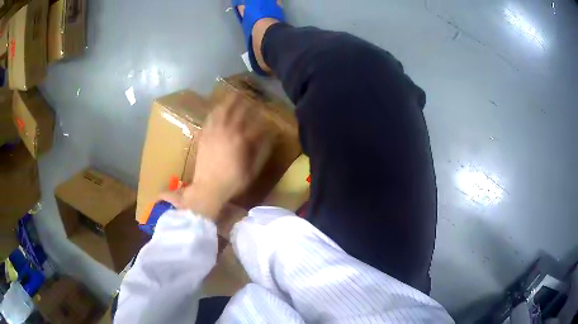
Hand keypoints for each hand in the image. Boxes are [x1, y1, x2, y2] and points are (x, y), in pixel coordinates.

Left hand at [161, 92, 272, 219]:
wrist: (208, 188)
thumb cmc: (232, 181)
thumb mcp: (252, 170)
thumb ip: (261, 151)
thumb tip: (269, 137)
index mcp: (241, 140)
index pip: (254, 123)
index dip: (261, 118)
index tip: (265, 115)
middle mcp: (227, 131)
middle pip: (236, 111)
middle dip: (243, 102)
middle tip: (248, 96)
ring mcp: (213, 132)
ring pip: (221, 111)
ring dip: (227, 102)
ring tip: (232, 96)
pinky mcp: (203, 136)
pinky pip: (209, 119)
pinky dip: (214, 112)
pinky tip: (216, 109)